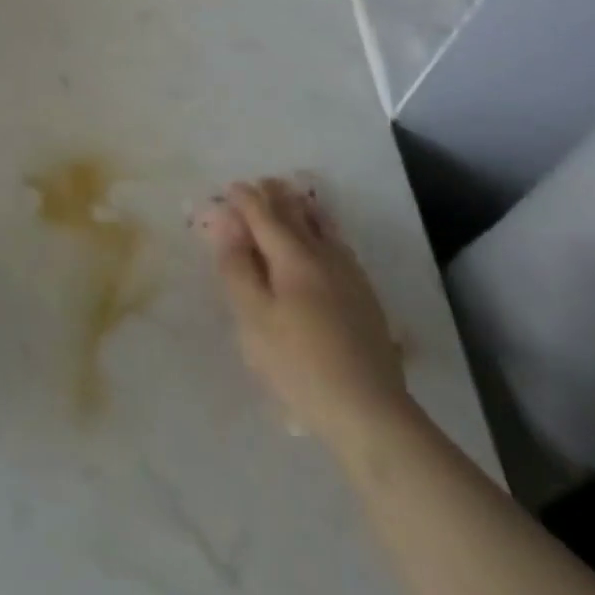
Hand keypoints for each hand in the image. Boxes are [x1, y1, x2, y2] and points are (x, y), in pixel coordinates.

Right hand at [196, 178, 409, 441]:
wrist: (370, 411)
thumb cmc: (298, 364)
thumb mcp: (253, 318)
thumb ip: (237, 267)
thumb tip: (225, 222)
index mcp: (294, 257)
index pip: (265, 216)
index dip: (246, 200)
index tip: (230, 187)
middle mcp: (324, 255)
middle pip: (297, 215)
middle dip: (275, 197)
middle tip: (260, 183)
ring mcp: (350, 275)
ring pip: (323, 227)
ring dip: (303, 209)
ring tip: (292, 198)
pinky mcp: (365, 296)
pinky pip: (338, 245)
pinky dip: (323, 230)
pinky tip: (325, 241)